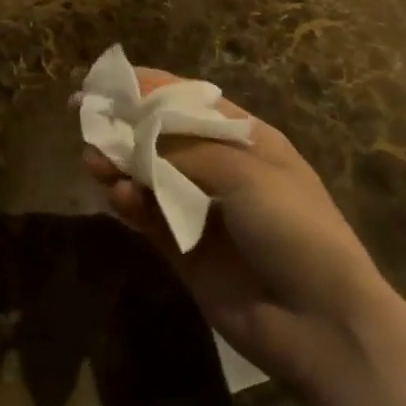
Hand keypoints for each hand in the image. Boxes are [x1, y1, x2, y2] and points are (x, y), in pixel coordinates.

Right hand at [85, 70, 394, 398]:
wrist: (321, 324)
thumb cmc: (292, 227)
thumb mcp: (243, 172)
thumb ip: (183, 150)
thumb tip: (135, 134)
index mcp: (245, 138)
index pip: (189, 101)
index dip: (150, 88)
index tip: (110, 81)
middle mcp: (221, 169)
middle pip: (163, 137)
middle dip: (126, 126)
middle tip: (85, 118)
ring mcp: (201, 211)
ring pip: (149, 176)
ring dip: (121, 164)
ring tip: (93, 159)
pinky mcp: (185, 251)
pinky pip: (150, 218)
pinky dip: (131, 204)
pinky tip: (117, 196)